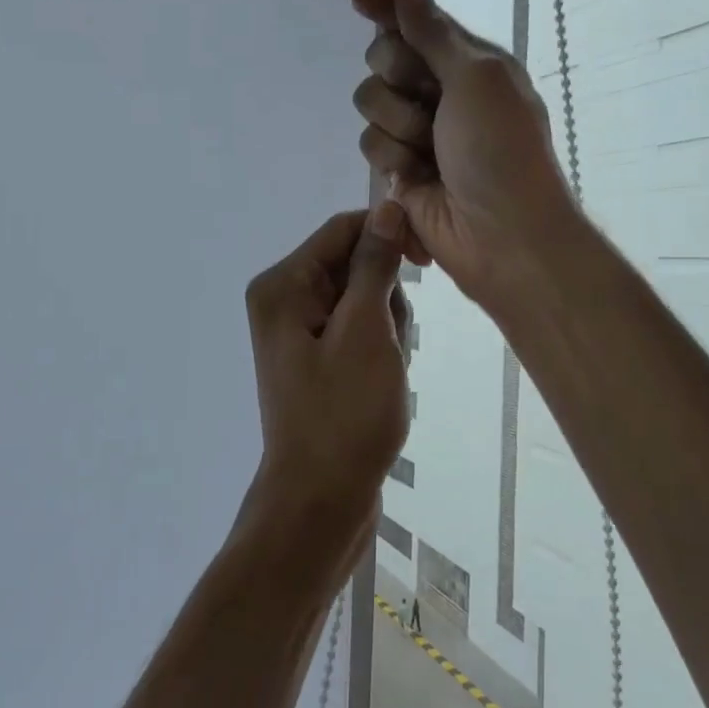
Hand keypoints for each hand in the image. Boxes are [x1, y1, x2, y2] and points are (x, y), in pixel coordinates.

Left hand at [240, 205, 413, 578]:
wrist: (321, 500)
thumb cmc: (344, 414)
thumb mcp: (366, 331)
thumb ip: (374, 265)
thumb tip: (386, 207)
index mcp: (282, 286)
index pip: (342, 230)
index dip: (387, 236)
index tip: (426, 261)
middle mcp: (282, 301)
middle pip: (351, 264)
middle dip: (385, 295)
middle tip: (389, 343)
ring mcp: (297, 333)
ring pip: (361, 299)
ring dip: (386, 326)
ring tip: (385, 369)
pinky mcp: (315, 359)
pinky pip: (356, 330)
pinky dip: (378, 347)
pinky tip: (382, 381)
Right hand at [349, 0, 581, 315]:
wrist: (501, 233)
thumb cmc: (500, 149)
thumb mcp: (476, 77)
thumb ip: (431, 30)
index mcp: (467, 61)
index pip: (415, 21)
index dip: (385, 6)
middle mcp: (439, 89)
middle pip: (382, 58)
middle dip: (397, 76)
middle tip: (428, 99)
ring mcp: (417, 129)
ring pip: (369, 102)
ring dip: (398, 124)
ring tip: (429, 152)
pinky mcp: (398, 167)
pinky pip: (369, 143)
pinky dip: (392, 159)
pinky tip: (416, 177)